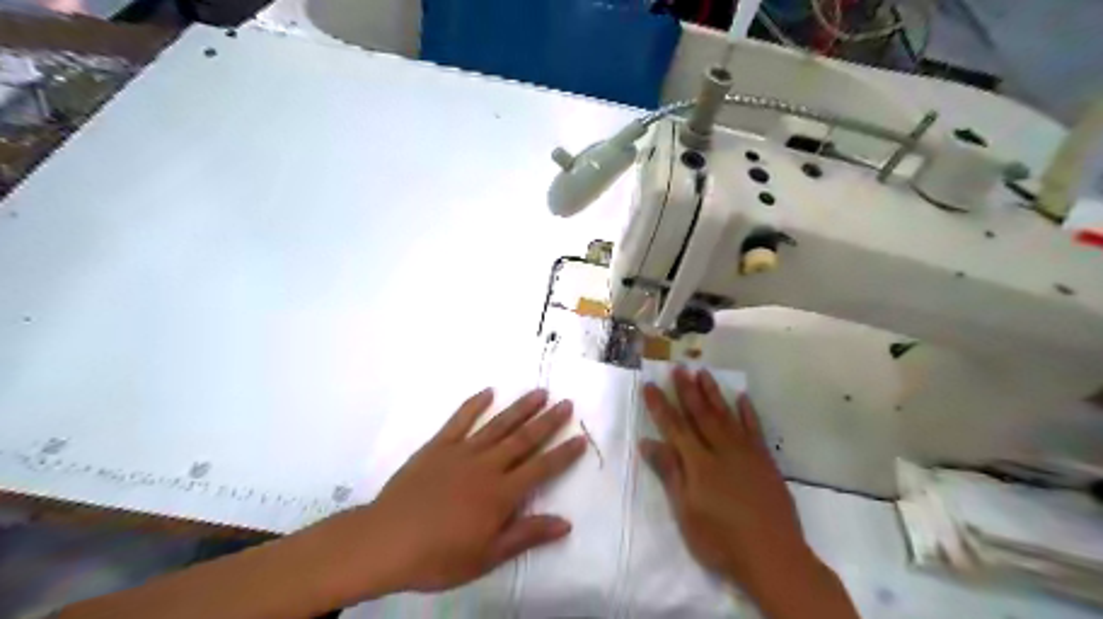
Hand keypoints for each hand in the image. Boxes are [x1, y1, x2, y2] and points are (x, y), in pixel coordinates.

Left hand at [304, 389, 589, 601]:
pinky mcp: (438, 446)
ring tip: (539, 392)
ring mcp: (462, 452)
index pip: (541, 469)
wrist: (385, 541)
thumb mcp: (487, 556)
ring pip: (498, 425)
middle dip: (548, 421)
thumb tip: (566, 523)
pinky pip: (459, 420)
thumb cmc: (438, 556)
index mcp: (501, 494)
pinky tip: (487, 391)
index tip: (580, 438)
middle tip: (567, 403)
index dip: (563, 454)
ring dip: (520, 408)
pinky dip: (474, 404)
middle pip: (524, 439)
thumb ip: (526, 535)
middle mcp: (487, 466)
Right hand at [644, 371, 812, 591]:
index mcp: (698, 463)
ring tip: (704, 373)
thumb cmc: (720, 539)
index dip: (661, 405)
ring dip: (713, 393)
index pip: (674, 426)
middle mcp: (721, 449)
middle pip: (700, 414)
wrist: (774, 556)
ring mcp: (746, 453)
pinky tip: (742, 397)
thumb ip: (670, 473)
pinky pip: (754, 428)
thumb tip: (648, 442)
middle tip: (679, 367)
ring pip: (726, 415)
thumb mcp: (686, 511)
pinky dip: (748, 412)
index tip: (650, 385)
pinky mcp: (764, 460)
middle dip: (687, 390)